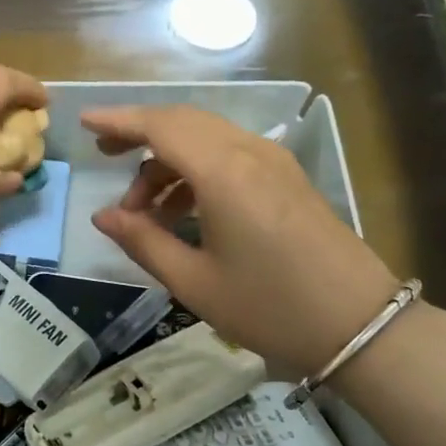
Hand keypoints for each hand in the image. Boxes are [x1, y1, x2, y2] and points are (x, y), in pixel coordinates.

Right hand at [82, 105, 402, 378]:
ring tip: (142, 209)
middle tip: (104, 156)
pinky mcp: (288, 178)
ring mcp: (274, 162)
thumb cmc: (270, 307)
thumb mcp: (194, 283)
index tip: (83, 121)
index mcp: (223, 173)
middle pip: (183, 122)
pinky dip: (196, 169)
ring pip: (207, 138)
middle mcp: (249, 153)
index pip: (160, 127)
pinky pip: (230, 154)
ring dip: (168, 160)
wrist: (361, 325)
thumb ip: (143, 242)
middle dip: (139, 133)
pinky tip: (183, 210)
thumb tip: (102, 216)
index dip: (118, 120)